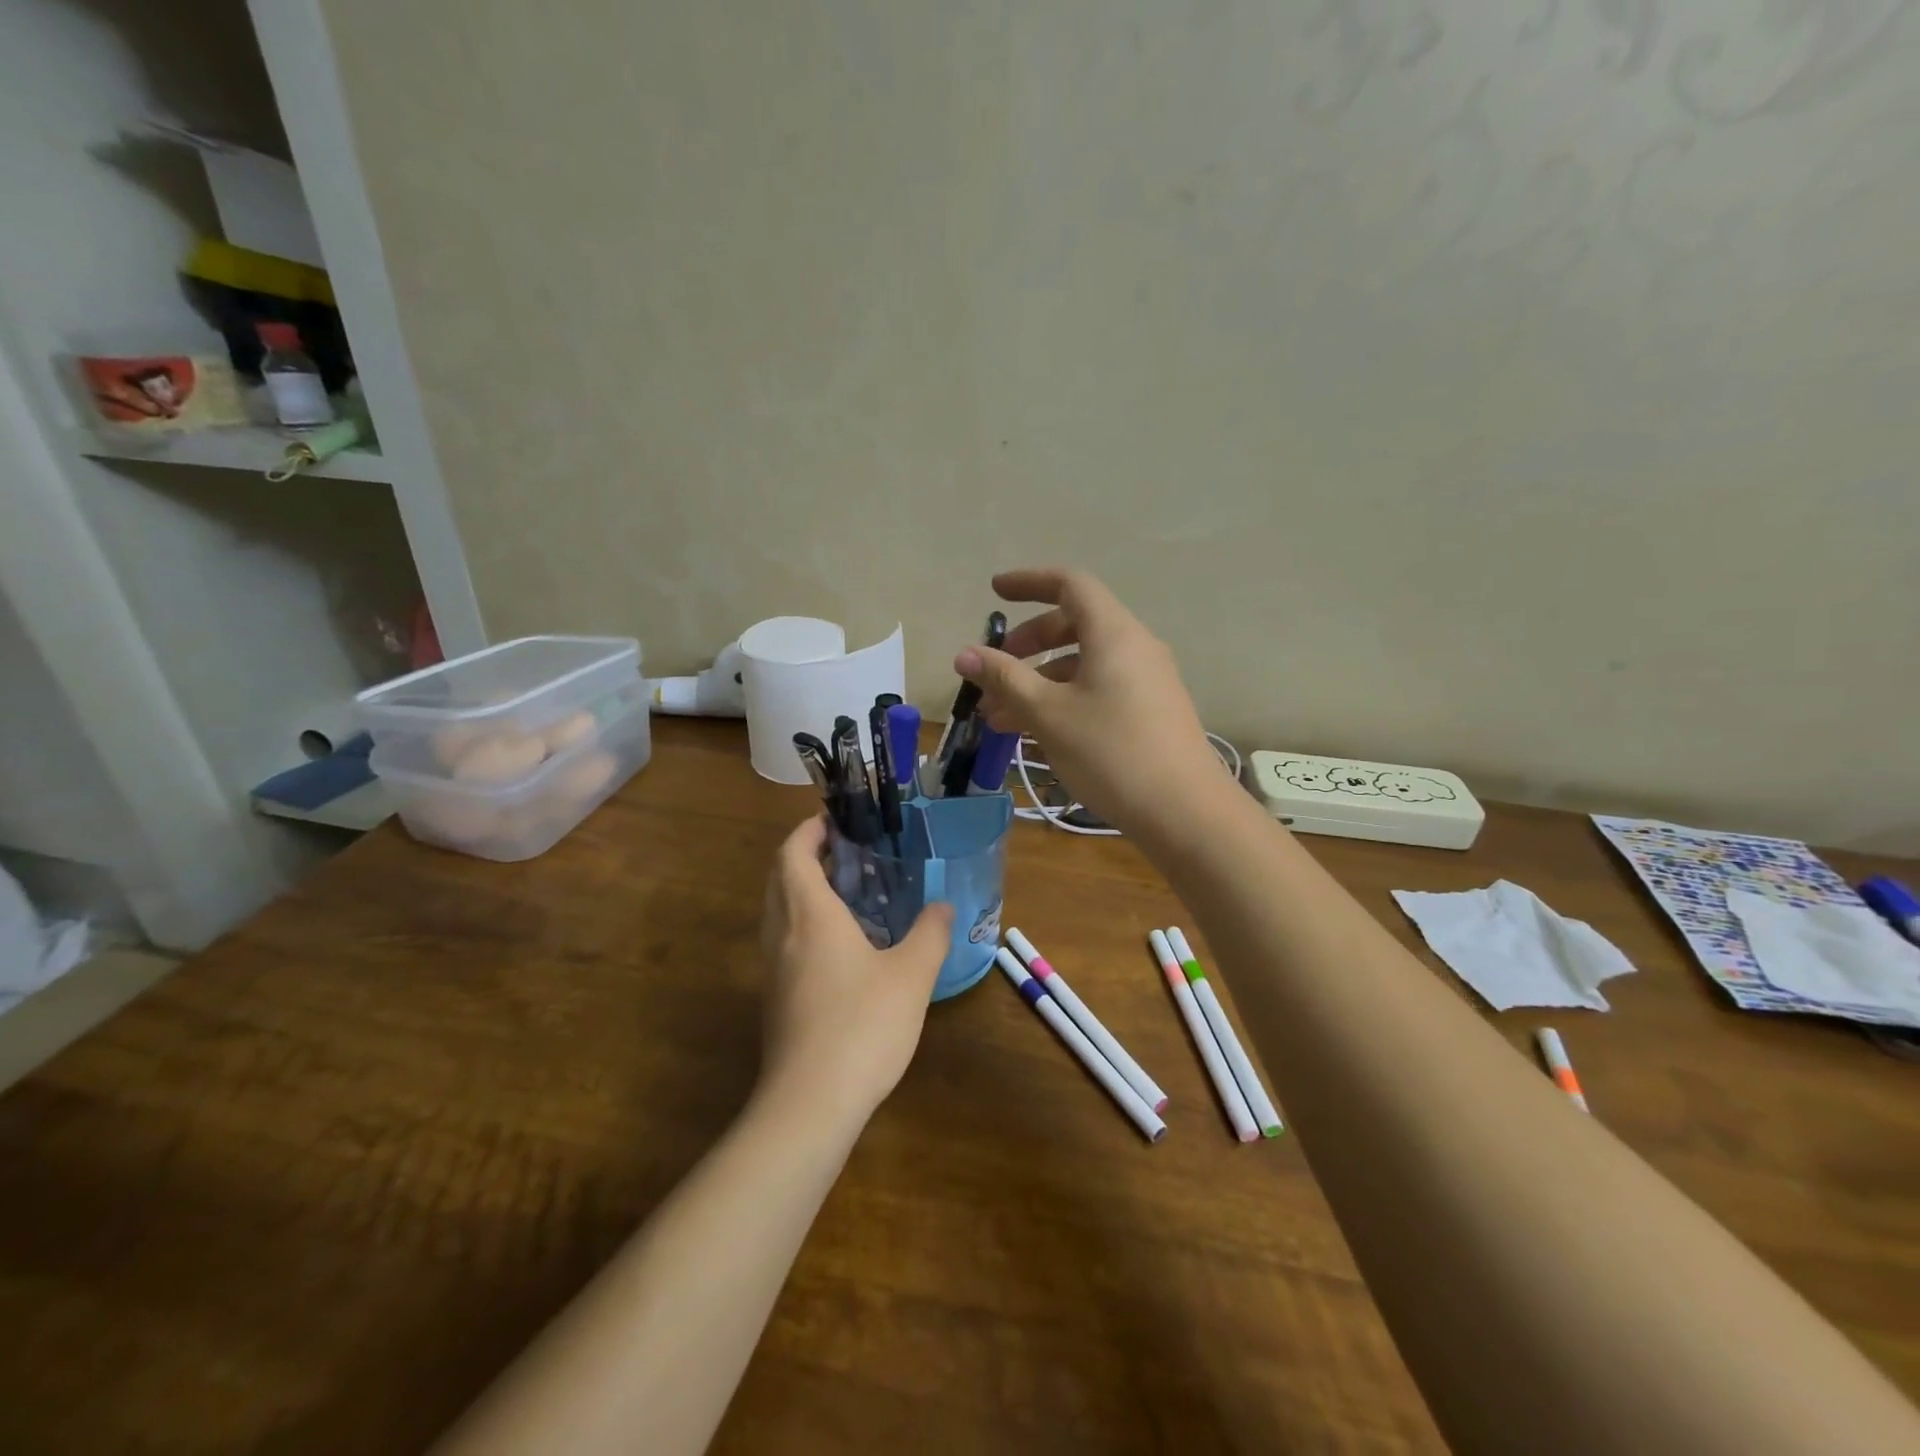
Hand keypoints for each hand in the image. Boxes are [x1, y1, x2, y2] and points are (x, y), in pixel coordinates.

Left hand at [758, 816, 954, 1121]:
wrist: (809, 1104)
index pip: (792, 853)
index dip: (809, 829)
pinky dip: (804, 922)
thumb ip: (930, 933)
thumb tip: (942, 907)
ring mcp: (773, 968)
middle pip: (780, 877)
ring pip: (778, 910)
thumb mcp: (911, 975)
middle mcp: (782, 933)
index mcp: (809, 914)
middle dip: (806, 854)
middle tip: (848, 851)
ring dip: (803, 889)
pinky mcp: (775, 998)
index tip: (835, 819)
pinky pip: (784, 940)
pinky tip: (842, 945)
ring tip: (849, 892)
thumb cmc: (861, 1026)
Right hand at [955, 567, 1227, 845]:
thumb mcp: (1048, 714)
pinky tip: (1037, 732)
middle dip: (1028, 643)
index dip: (1029, 582)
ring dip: (1040, 680)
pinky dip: (1064, 698)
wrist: (1184, 812)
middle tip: (994, 671)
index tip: (995, 594)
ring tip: (1001, 717)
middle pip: (1074, 624)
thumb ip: (1005, 679)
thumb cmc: (1111, 752)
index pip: (1069, 584)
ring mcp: (1147, 679)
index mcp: (1113, 633)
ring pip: (1083, 663)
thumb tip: (964, 654)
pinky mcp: (1151, 709)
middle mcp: (1135, 646)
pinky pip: (1099, 687)